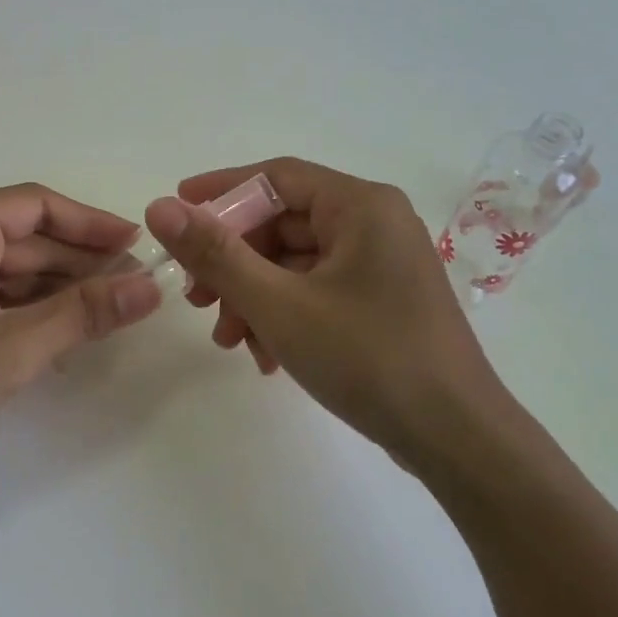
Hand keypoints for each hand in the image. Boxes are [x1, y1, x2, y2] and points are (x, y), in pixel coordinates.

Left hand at [0, 184, 161, 482]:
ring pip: (9, 272)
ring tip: (107, 315)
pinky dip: (26, 313)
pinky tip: (61, 338)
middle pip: (24, 239)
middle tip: (133, 289)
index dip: (91, 223)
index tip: (136, 245)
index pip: (36, 205)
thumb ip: (83, 314)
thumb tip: (151, 287)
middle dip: (78, 263)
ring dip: (55, 292)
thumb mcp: (11, 349)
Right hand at [143, 158, 517, 471]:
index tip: (174, 212)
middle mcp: (375, 223)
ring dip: (254, 297)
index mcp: (360, 205)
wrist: (457, 439)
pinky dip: (284, 315)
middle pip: (283, 224)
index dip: (220, 191)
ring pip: (296, 263)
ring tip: (228, 340)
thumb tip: (160, 208)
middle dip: (234, 262)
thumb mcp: (279, 304)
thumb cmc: (368, 358)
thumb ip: (216, 254)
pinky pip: (318, 291)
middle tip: (195, 298)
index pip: (276, 177)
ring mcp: (382, 264)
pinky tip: (265, 356)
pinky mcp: (382, 301)